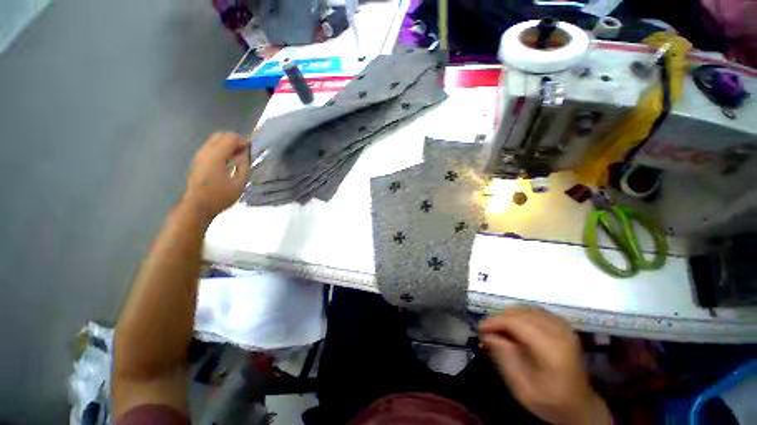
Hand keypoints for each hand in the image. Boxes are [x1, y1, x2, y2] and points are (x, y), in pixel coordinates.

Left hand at [183, 132, 249, 221]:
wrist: (197, 206)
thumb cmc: (220, 196)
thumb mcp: (240, 184)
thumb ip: (244, 166)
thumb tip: (246, 154)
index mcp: (216, 157)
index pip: (231, 138)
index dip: (243, 141)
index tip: (251, 151)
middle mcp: (205, 152)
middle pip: (221, 135)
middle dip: (235, 140)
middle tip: (245, 152)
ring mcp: (199, 155)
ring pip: (215, 140)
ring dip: (228, 144)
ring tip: (238, 157)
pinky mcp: (198, 160)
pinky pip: (211, 147)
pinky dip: (222, 149)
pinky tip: (229, 161)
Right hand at [480, 306, 610, 424]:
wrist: (581, 406)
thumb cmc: (551, 402)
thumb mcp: (523, 389)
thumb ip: (505, 359)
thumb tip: (487, 335)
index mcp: (553, 349)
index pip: (517, 323)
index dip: (495, 321)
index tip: (480, 329)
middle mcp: (560, 332)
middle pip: (520, 313)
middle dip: (500, 318)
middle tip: (488, 332)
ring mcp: (563, 326)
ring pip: (526, 309)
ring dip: (509, 316)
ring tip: (500, 330)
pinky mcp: (563, 325)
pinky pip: (534, 311)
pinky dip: (520, 315)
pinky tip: (515, 328)